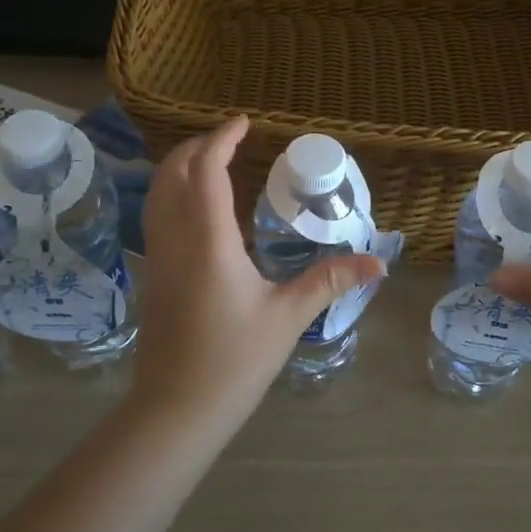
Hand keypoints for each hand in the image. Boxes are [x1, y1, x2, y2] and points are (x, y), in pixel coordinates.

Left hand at [130, 116, 384, 428]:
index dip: (222, 140)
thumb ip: (330, 281)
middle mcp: (175, 239)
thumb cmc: (234, 360)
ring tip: (209, 162)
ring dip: (179, 168)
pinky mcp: (153, 276)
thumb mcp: (288, 317)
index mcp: (208, 241)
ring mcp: (158, 257)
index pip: (207, 171)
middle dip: (196, 147)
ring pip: (157, 194)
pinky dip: (172, 194)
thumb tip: (378, 263)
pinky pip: (156, 217)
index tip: (243, 122)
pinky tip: (195, 210)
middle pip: (172, 174)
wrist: (176, 409)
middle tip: (228, 139)